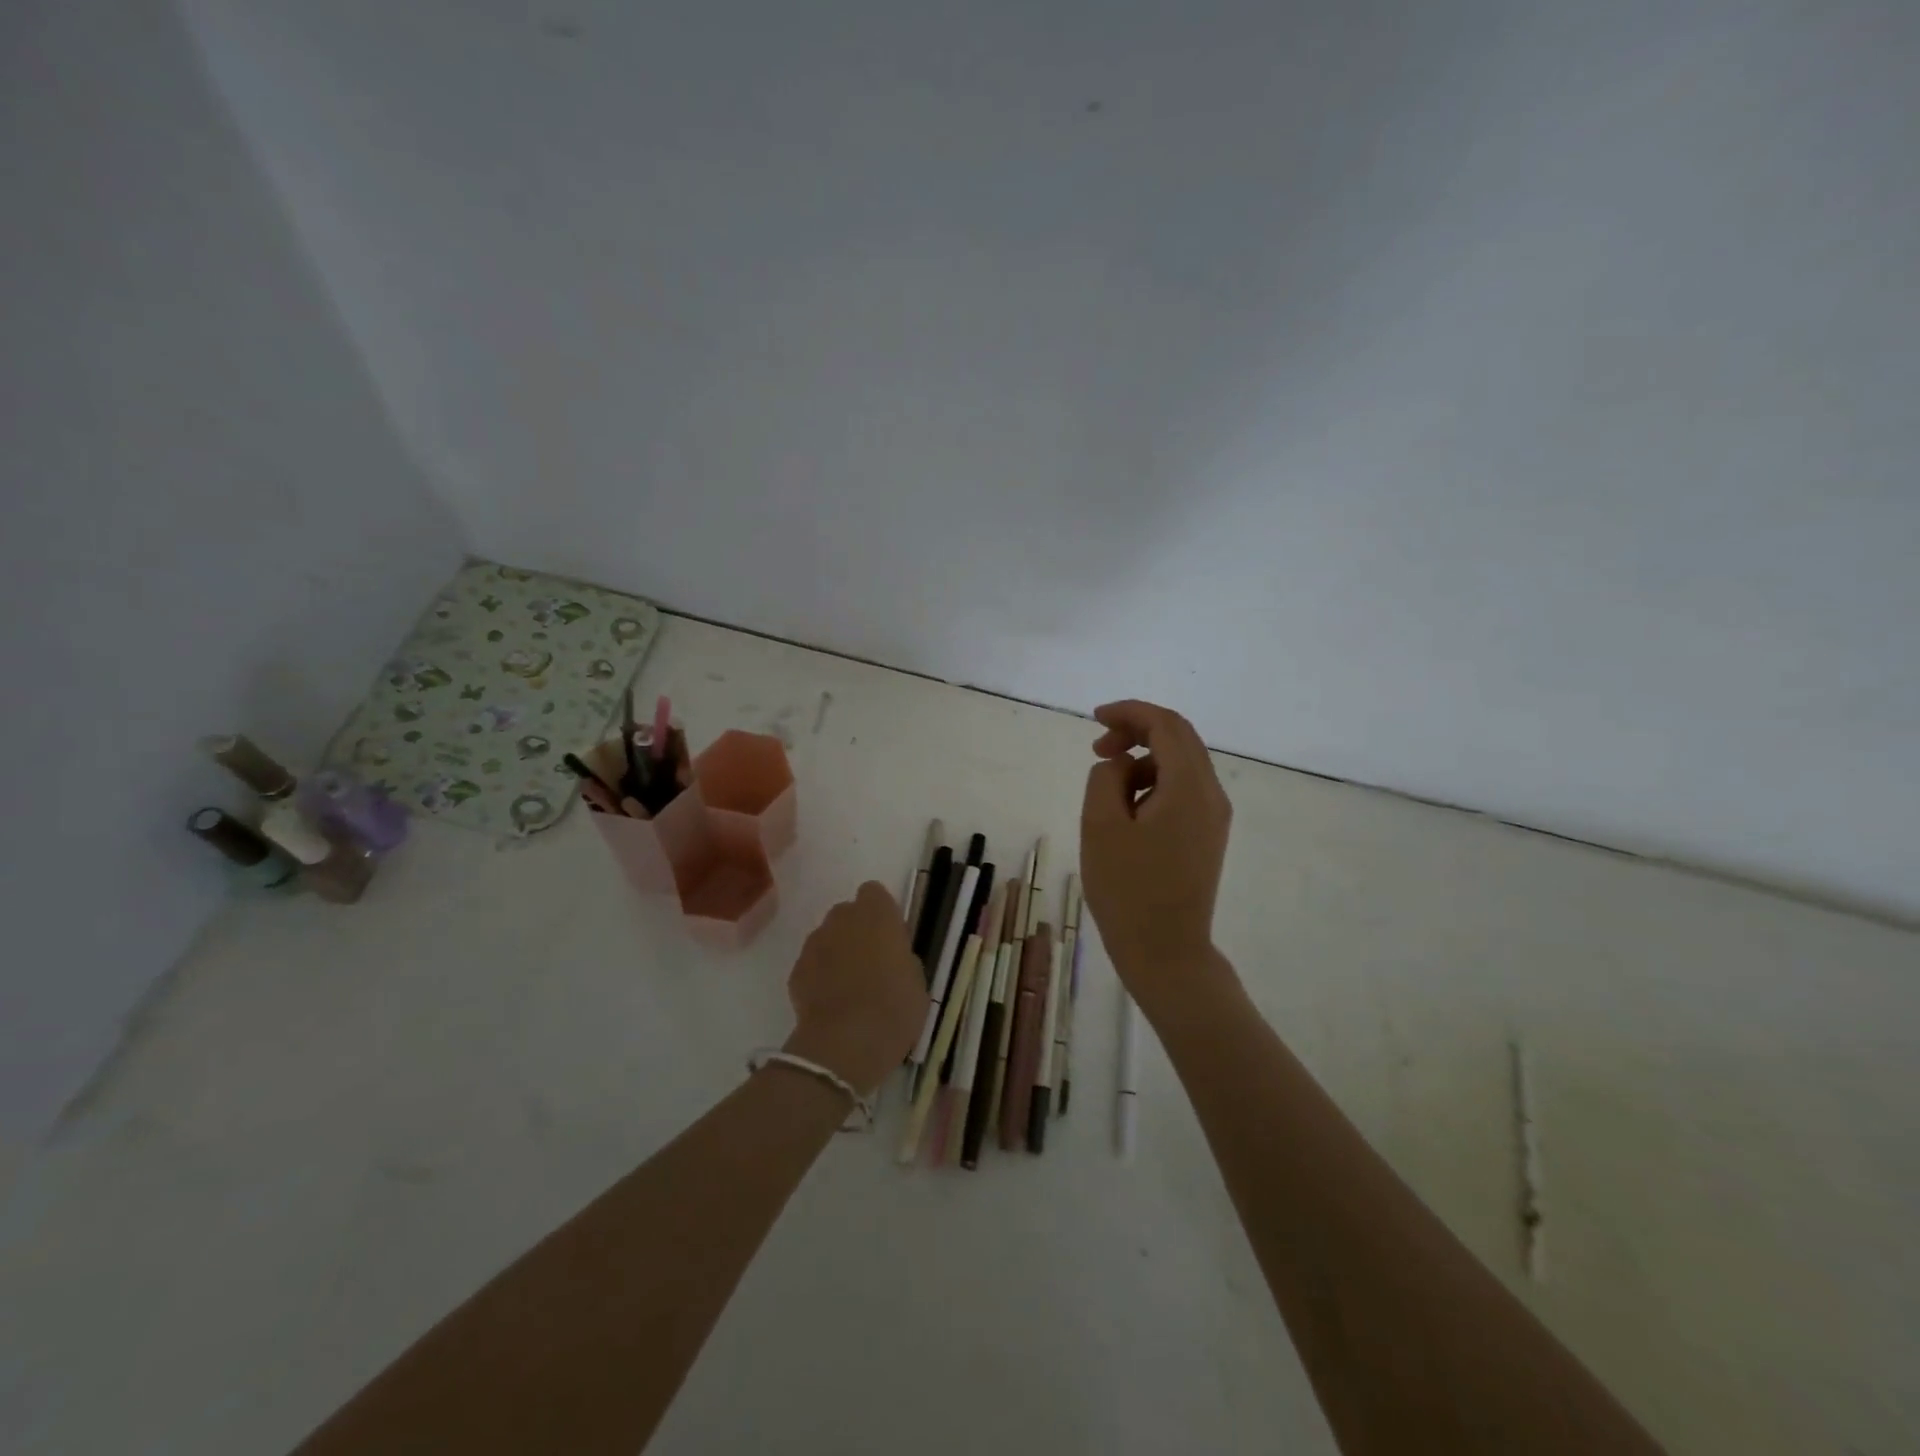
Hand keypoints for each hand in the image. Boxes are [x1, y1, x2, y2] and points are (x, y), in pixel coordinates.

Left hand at [783, 882, 928, 1094]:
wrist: (846, 1043)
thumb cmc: (894, 1008)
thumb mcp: (917, 980)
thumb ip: (902, 956)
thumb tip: (892, 956)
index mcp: (877, 914)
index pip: (874, 893)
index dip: (881, 912)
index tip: (890, 937)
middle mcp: (842, 919)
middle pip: (847, 913)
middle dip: (857, 931)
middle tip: (871, 962)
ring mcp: (815, 943)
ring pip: (827, 937)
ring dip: (837, 952)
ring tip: (849, 987)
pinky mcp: (796, 970)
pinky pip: (812, 964)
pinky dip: (819, 976)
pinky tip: (831, 1003)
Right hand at [1080, 700, 1232, 1009]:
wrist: (1166, 951)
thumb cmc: (1128, 889)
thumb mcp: (1100, 825)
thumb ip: (1106, 777)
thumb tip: (1120, 765)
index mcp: (1189, 787)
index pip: (1166, 725)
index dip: (1130, 712)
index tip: (1095, 719)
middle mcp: (1212, 795)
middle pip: (1179, 738)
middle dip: (1136, 732)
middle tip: (1098, 747)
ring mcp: (1214, 817)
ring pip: (1180, 764)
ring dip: (1143, 761)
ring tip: (1107, 789)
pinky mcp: (1207, 835)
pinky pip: (1182, 790)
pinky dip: (1153, 783)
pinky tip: (1127, 811)